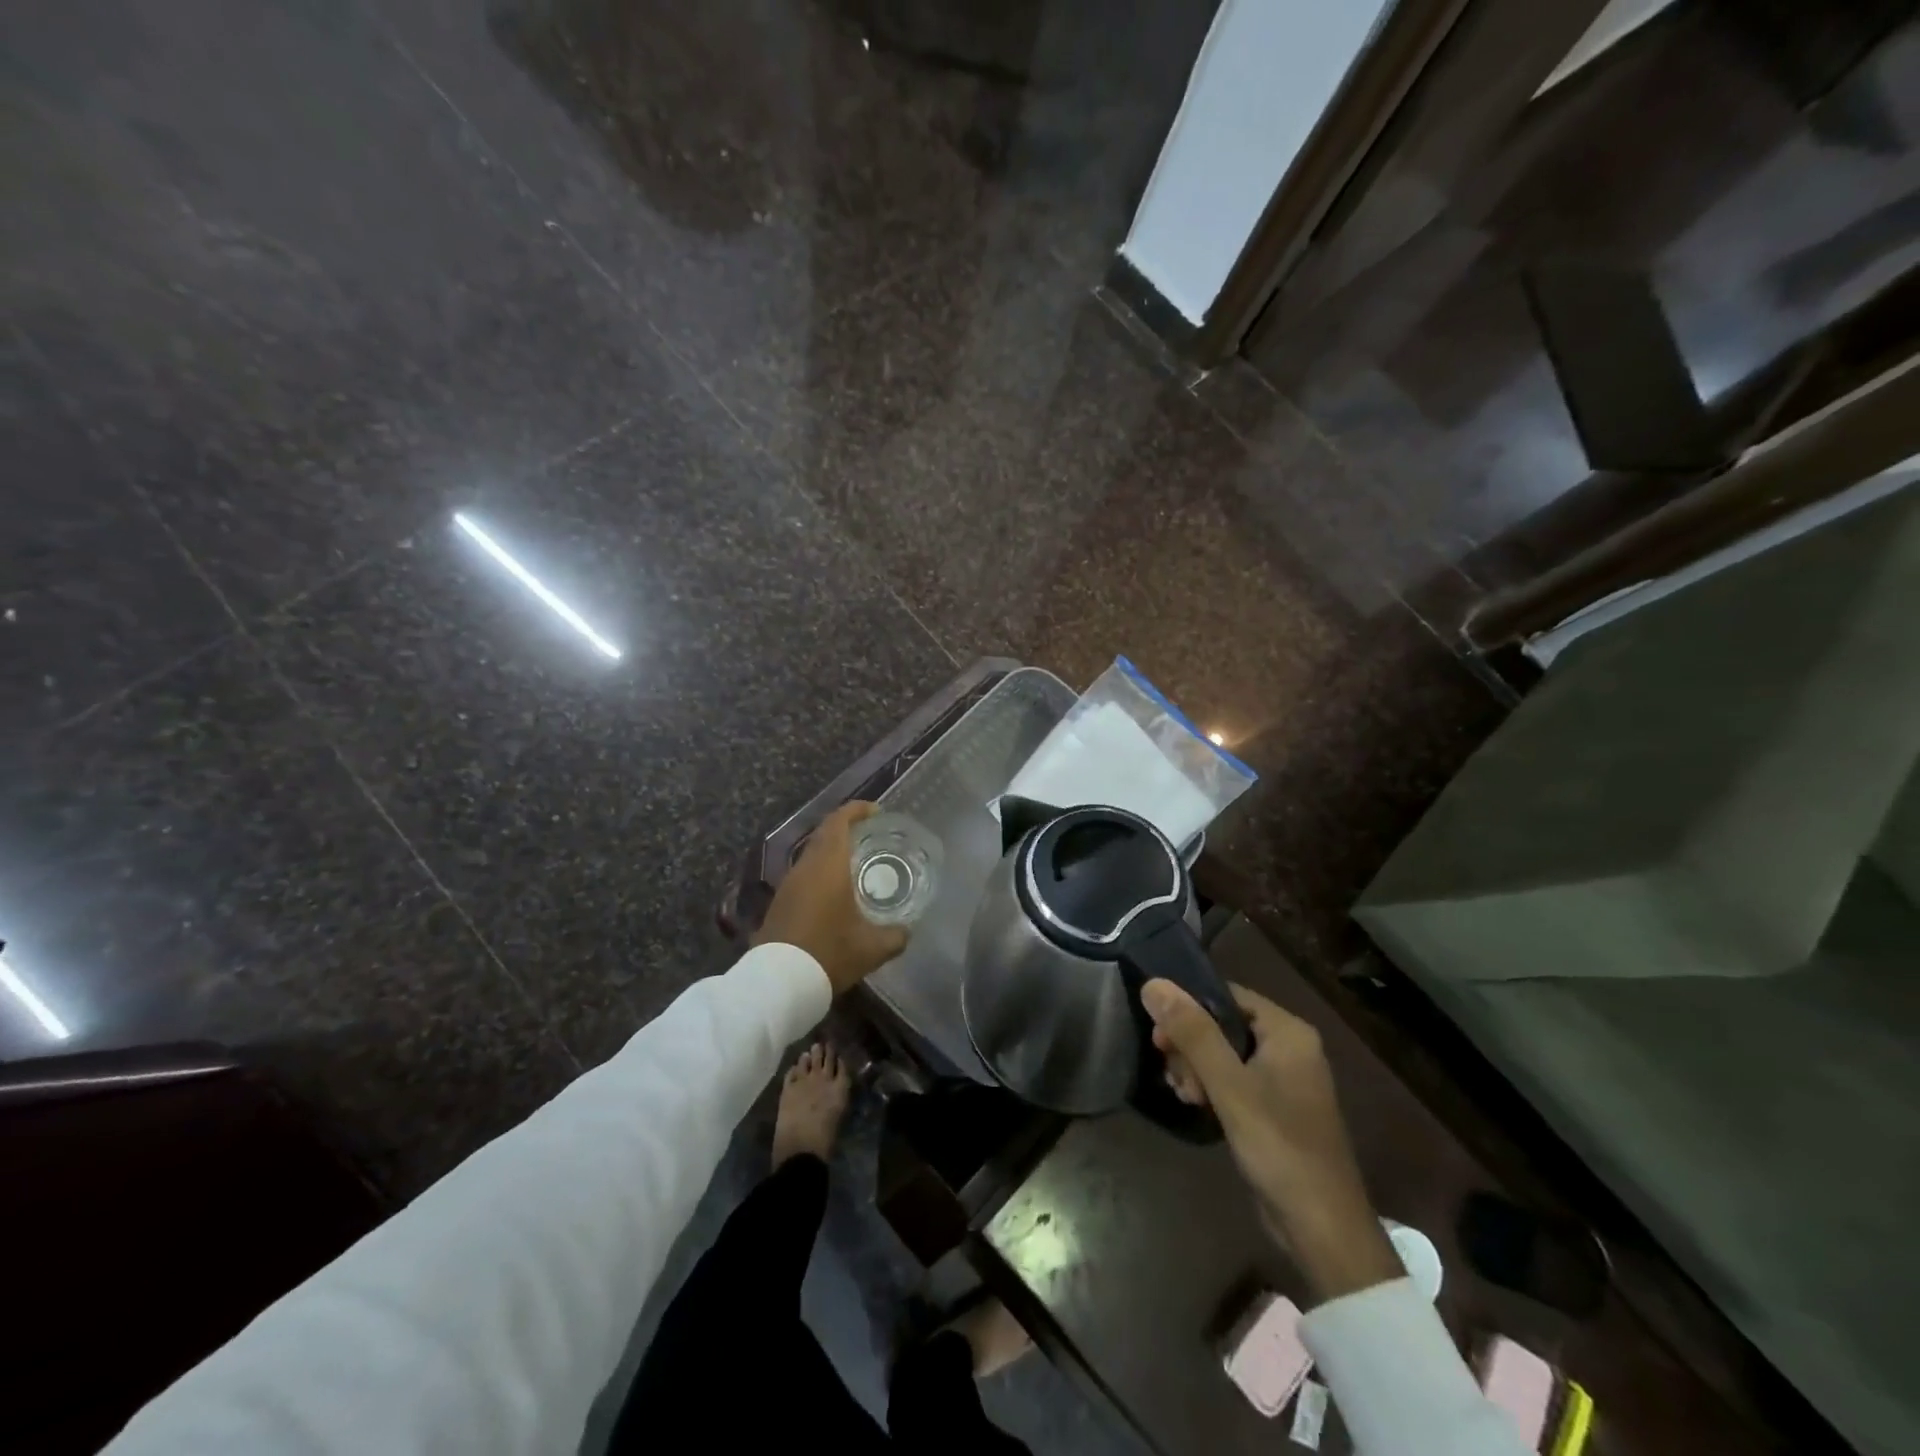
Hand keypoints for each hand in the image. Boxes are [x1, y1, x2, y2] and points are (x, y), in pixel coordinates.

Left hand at [754, 802, 908, 995]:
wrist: (778, 983)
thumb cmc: (829, 953)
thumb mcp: (872, 948)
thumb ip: (895, 936)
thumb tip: (906, 931)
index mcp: (828, 865)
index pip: (839, 821)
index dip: (856, 810)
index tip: (876, 812)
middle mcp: (805, 867)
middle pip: (824, 834)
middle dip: (847, 828)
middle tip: (871, 835)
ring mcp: (789, 884)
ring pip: (812, 854)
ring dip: (833, 851)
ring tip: (857, 862)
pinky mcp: (780, 902)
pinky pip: (805, 874)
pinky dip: (822, 871)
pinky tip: (836, 891)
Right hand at [1141, 978, 1403, 1303]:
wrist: (1321, 1227)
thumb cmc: (1278, 1145)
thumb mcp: (1228, 1085)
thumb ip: (1192, 1032)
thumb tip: (1153, 983)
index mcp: (1288, 1031)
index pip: (1226, 995)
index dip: (1188, 1008)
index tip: (1160, 1035)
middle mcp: (1289, 1047)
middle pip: (1222, 1024)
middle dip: (1190, 1046)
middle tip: (1172, 1073)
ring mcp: (1283, 1079)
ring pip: (1223, 1053)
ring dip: (1196, 1069)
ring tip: (1184, 1095)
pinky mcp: (1274, 1107)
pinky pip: (1233, 1079)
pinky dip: (1211, 1086)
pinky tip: (1193, 1103)